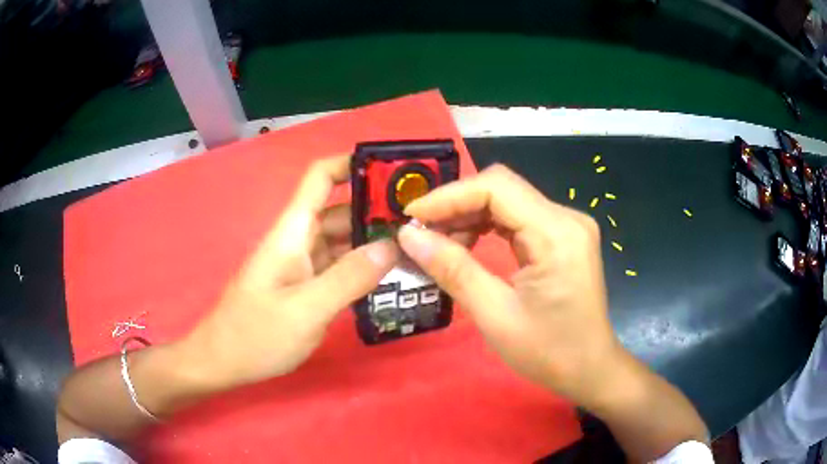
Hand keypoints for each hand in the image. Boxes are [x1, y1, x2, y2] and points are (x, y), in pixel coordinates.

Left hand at [181, 155, 398, 388]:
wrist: (223, 362)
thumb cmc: (256, 334)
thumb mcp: (306, 309)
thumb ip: (349, 277)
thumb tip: (392, 246)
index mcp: (293, 231)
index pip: (321, 177)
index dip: (352, 164)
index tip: (393, 172)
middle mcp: (299, 240)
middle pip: (341, 210)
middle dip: (377, 210)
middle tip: (422, 222)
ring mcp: (303, 265)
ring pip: (342, 241)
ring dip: (373, 242)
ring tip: (416, 249)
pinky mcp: (306, 287)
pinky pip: (339, 268)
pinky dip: (363, 269)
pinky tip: (389, 279)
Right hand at [397, 164, 619, 406]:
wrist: (589, 368)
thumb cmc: (548, 352)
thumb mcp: (495, 315)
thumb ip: (453, 269)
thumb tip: (408, 235)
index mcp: (557, 234)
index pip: (496, 188)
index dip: (448, 196)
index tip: (411, 216)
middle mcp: (566, 217)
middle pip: (501, 188)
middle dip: (456, 205)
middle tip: (421, 233)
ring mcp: (567, 225)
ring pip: (507, 200)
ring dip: (469, 215)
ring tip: (440, 244)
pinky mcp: (562, 236)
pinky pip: (518, 217)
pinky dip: (487, 226)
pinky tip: (467, 245)